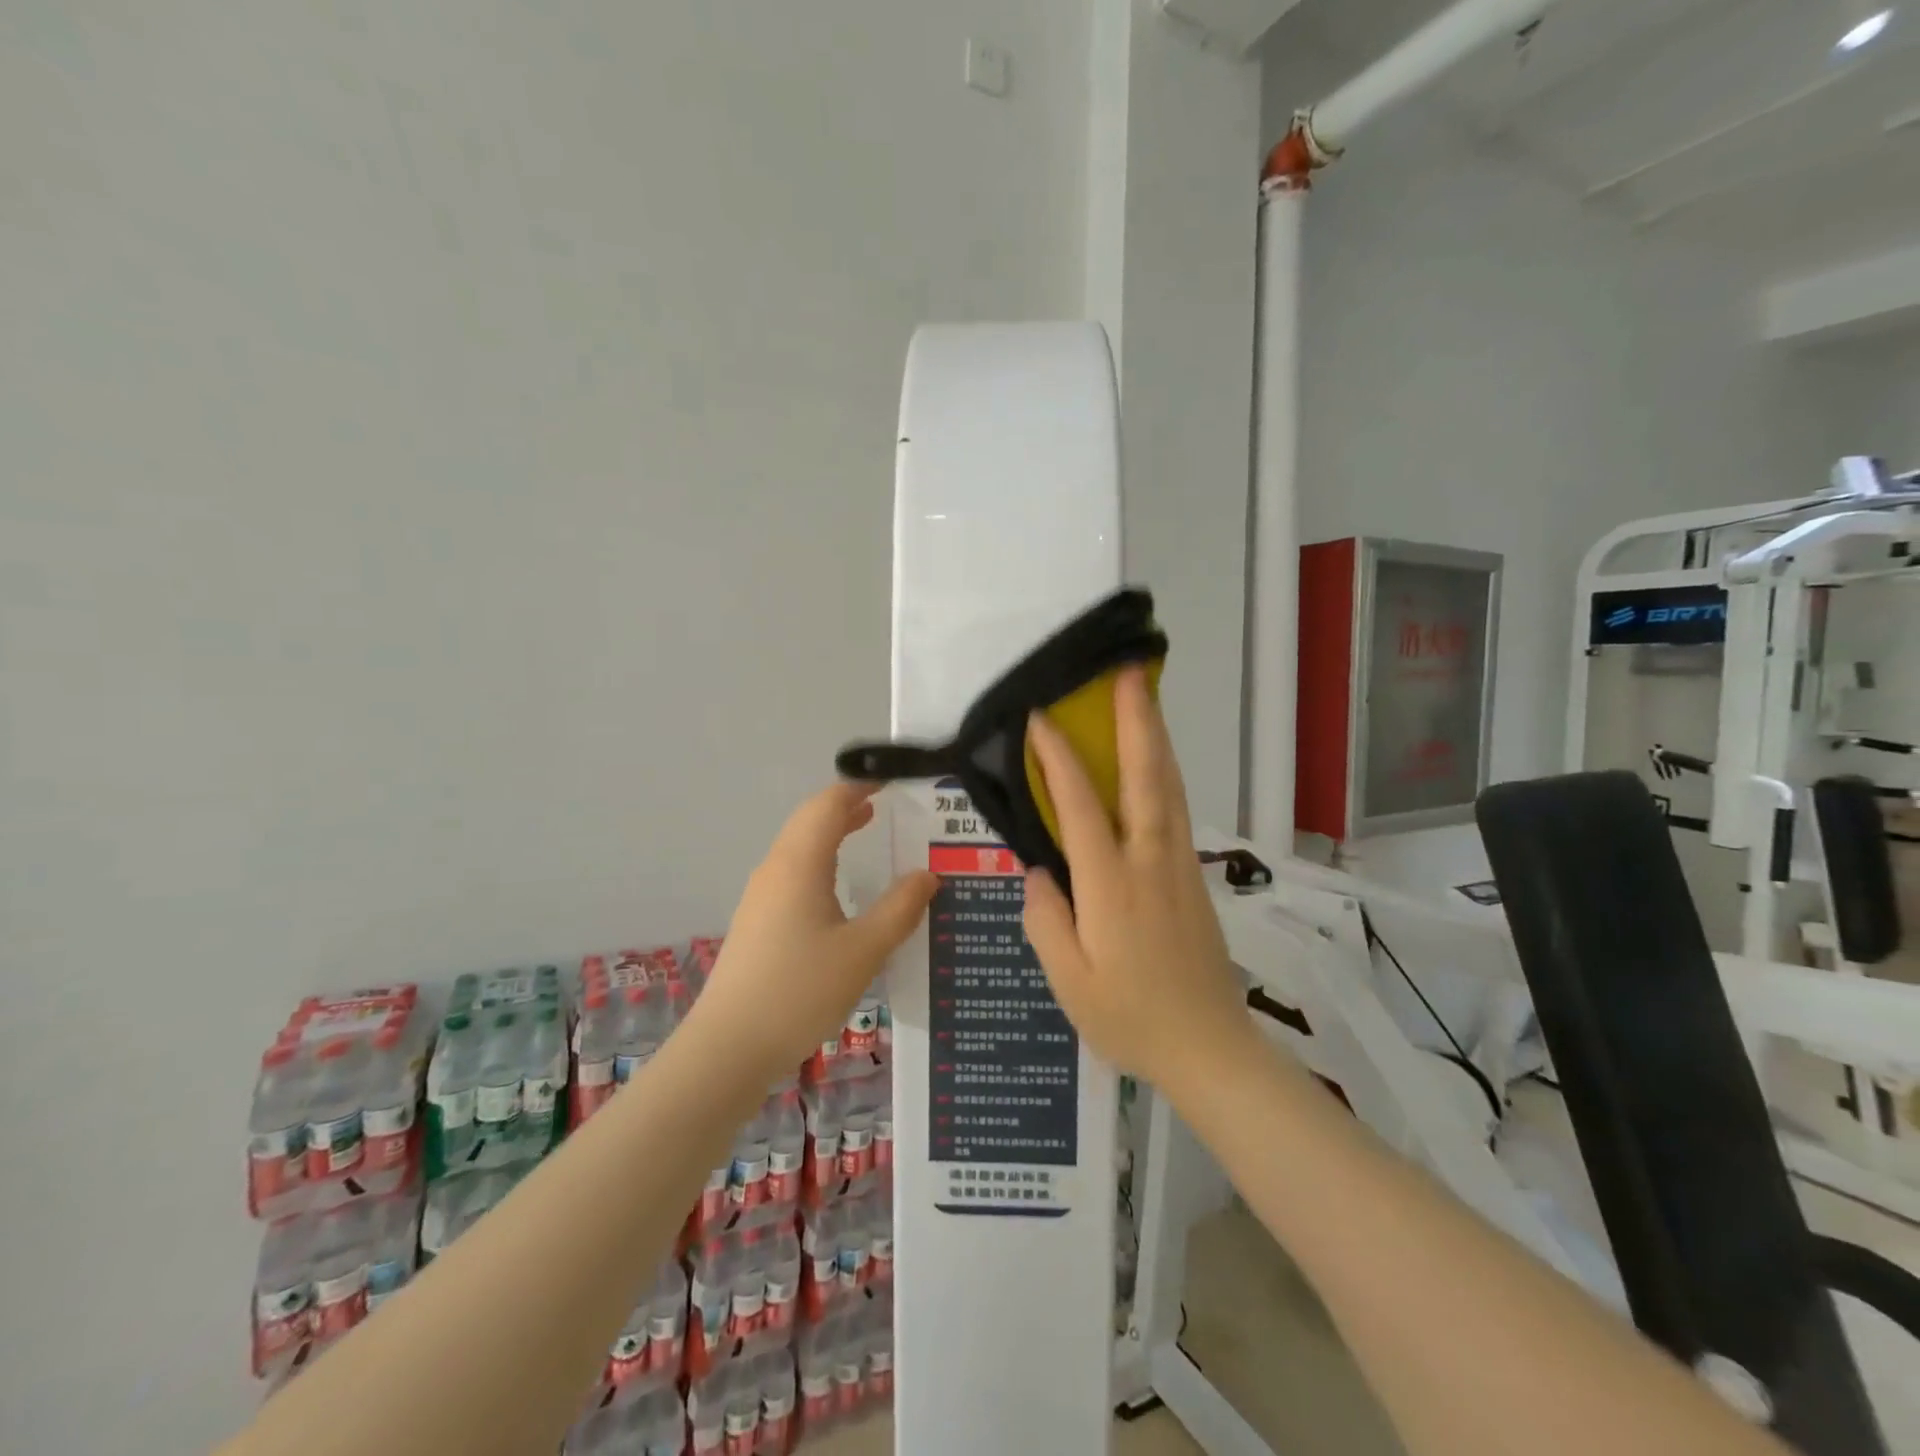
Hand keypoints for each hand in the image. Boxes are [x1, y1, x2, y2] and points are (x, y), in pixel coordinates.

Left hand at [691, 782, 937, 1081]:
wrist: (728, 1047)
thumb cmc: (800, 991)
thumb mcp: (863, 951)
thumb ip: (900, 909)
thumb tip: (928, 874)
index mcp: (800, 863)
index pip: (829, 804)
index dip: (860, 785)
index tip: (893, 778)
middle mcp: (776, 869)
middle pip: (811, 819)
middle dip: (848, 804)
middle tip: (889, 801)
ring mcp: (761, 895)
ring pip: (800, 845)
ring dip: (833, 830)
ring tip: (870, 828)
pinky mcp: (757, 921)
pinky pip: (793, 871)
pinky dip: (822, 858)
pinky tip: (840, 886)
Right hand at [1022, 667, 1257, 1097]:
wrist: (1211, 1049)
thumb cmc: (1131, 1020)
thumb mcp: (1070, 983)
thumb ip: (1046, 921)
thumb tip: (1039, 870)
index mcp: (1112, 885)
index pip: (1081, 806)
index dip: (1059, 758)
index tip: (1041, 717)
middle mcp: (1151, 861)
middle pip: (1146, 777)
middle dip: (1136, 720)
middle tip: (1127, 672)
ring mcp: (1179, 865)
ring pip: (1169, 787)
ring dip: (1156, 736)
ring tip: (1144, 697)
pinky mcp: (1193, 877)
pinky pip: (1175, 809)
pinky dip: (1163, 772)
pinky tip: (1154, 762)